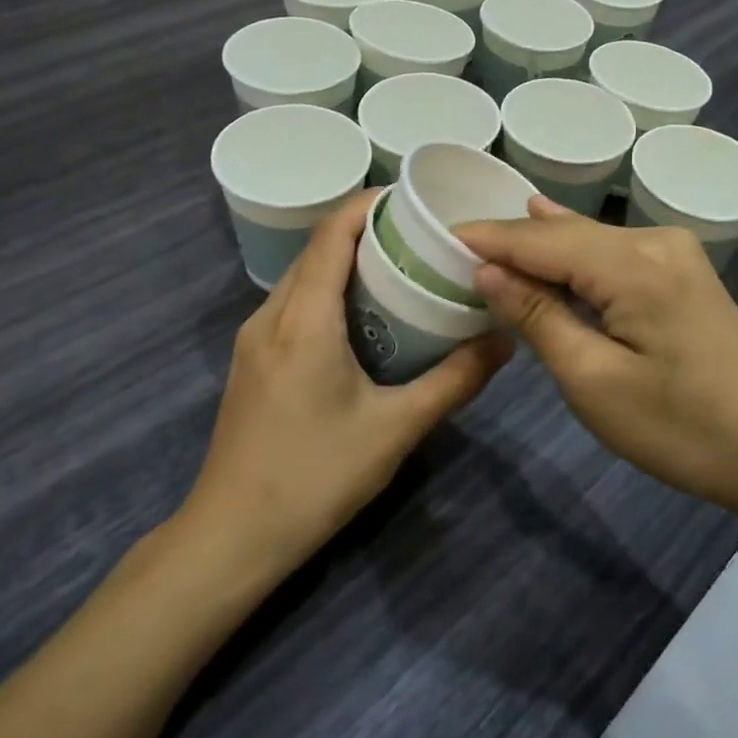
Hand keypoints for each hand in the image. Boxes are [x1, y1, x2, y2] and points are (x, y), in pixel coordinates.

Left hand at [182, 190, 512, 577]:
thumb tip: (506, 339)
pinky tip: (363, 317)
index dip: (367, 204)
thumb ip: (455, 380)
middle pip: (316, 250)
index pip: (331, 234)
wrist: (231, 538)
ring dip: (346, 262)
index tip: (412, 198)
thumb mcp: (396, 428)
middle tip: (420, 235)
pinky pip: (293, 304)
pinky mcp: (251, 362)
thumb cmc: (314, 477)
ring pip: (302, 277)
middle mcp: (270, 316)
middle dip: (364, 230)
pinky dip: (328, 291)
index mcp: (303, 319)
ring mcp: (254, 340)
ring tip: (400, 268)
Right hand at [458, 197, 737, 517]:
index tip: (437, 237)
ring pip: (589, 240)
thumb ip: (538, 316)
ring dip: (541, 246)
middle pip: (565, 234)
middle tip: (453, 246)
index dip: (489, 238)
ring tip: (487, 236)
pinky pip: (614, 253)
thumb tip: (488, 270)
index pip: (542, 240)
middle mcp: (655, 241)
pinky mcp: (682, 272)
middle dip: (511, 241)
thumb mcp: (594, 381)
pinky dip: (575, 254)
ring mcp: (674, 253)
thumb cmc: (679, 428)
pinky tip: (550, 226)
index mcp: (634, 264)